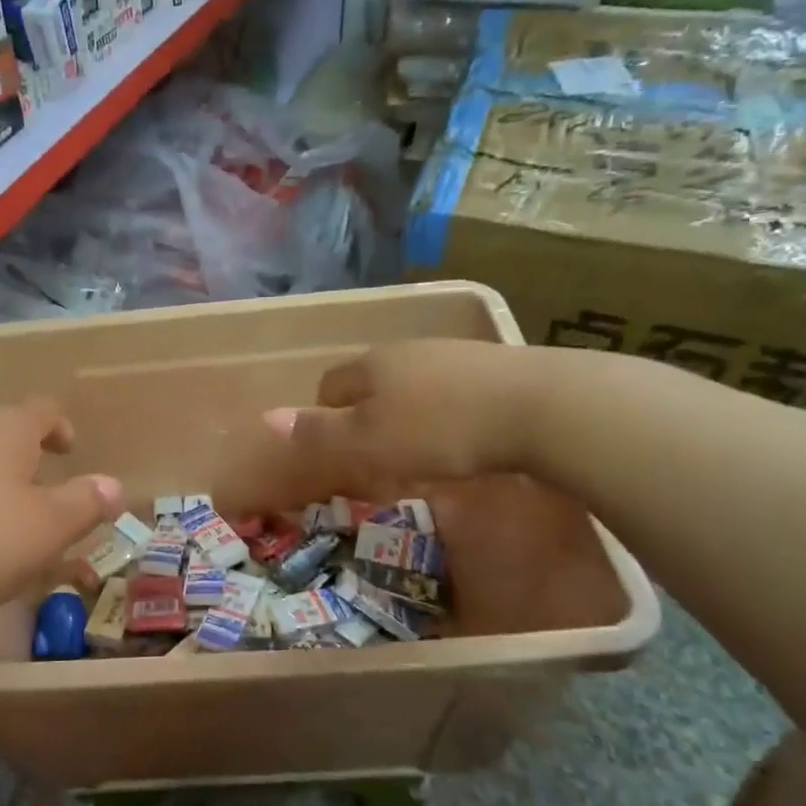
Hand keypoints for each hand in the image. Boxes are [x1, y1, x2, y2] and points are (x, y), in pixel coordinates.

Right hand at [264, 340, 538, 502]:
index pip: (329, 385)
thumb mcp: (370, 441)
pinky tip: (463, 435)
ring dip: (405, 412)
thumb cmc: (441, 428)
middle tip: (376, 454)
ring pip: (410, 383)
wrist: (540, 405)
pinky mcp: (492, 365)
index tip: (337, 450)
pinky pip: (450, 388)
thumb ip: (319, 432)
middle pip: (370, 381)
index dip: (324, 416)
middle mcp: (406, 351)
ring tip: (420, 448)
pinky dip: (444, 410)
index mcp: (371, 366)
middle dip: (365, 414)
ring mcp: (451, 353)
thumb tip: (265, 417)